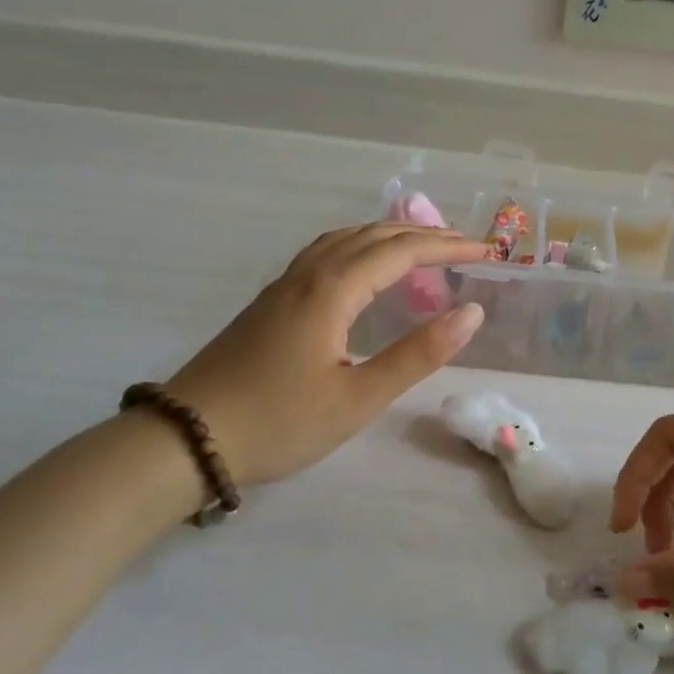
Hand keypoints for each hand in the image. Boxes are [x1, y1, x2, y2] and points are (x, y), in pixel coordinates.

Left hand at [167, 222, 487, 484]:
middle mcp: (307, 276)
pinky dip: (359, 247)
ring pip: (343, 240)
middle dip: (423, 236)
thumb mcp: (360, 398)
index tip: (486, 252)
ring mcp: (283, 286)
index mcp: (331, 292)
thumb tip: (471, 312)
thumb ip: (418, 354)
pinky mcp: (270, 303)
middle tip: (464, 246)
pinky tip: (363, 269)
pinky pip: (325, 254)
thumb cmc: (280, 422)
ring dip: (388, 236)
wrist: (187, 438)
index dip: (447, 248)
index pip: (400, 252)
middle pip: (372, 236)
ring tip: (421, 247)